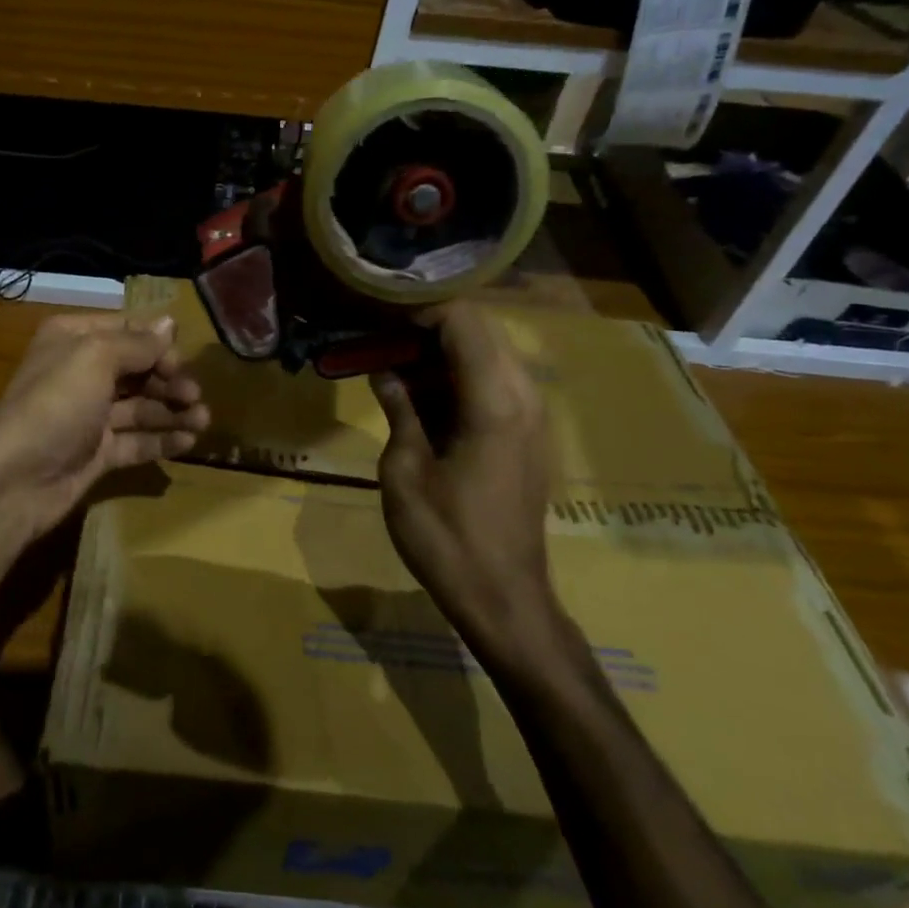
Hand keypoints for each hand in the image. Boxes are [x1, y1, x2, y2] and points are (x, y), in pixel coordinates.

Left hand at [0, 312, 208, 542]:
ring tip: (203, 421)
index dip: (157, 344)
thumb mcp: (95, 358)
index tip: (183, 362)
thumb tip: (170, 323)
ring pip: (140, 407)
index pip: (126, 330)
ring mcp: (89, 416)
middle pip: (137, 369)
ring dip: (172, 411)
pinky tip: (188, 443)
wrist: (15, 480)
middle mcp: (80, 373)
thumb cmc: (55, 404)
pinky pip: (135, 441)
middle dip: (169, 380)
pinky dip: (161, 440)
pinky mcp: (96, 453)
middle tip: (195, 396)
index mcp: (73, 340)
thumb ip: (137, 343)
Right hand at [370, 303, 569, 671]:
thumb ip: (399, 409)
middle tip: (379, 339)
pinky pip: (494, 383)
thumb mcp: (405, 470)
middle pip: (479, 331)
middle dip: (427, 327)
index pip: (463, 321)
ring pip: (488, 355)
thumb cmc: (446, 537)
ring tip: (392, 364)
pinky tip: (420, 397)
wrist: (503, 598)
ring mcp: (531, 416)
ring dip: (441, 352)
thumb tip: (385, 372)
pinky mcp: (527, 435)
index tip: (377, 316)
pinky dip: (457, 377)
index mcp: (494, 401)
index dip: (418, 309)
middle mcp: (522, 397)